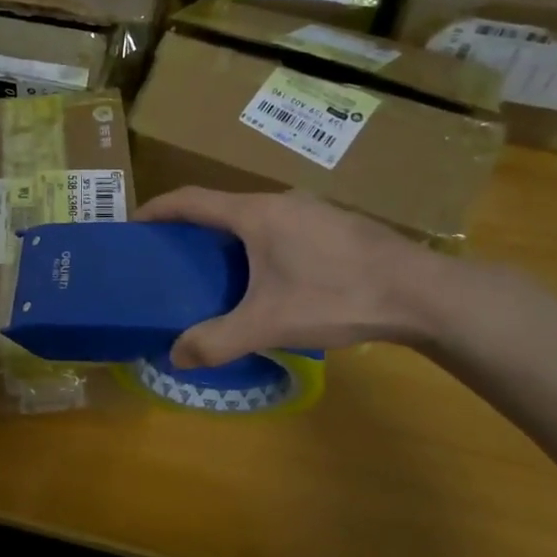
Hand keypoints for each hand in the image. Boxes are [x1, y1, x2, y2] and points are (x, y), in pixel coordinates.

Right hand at [133, 188, 450, 366]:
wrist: (423, 294)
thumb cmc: (337, 296)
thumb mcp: (270, 324)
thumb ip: (218, 340)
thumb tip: (175, 356)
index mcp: (254, 214)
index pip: (190, 200)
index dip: (157, 209)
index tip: (133, 224)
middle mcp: (279, 201)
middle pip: (220, 206)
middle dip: (190, 227)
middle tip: (171, 256)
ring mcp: (312, 209)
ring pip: (254, 217)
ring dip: (227, 236)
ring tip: (216, 269)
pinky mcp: (335, 224)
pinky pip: (280, 226)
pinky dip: (258, 243)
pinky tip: (270, 276)